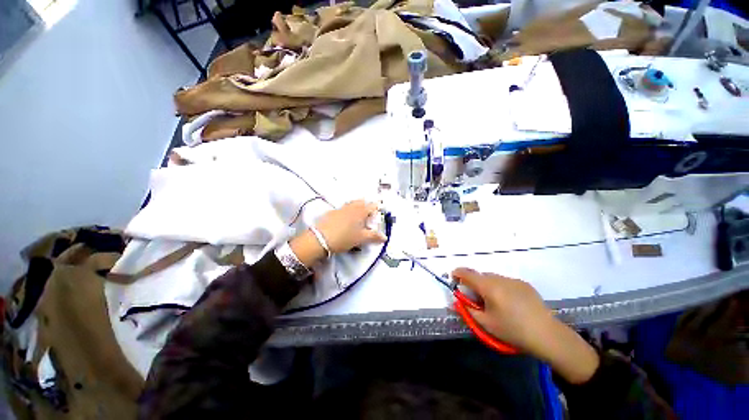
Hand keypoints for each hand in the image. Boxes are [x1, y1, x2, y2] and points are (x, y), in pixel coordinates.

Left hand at [290, 200, 385, 266]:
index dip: (377, 208)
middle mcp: (352, 207)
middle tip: (369, 213)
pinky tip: (345, 219)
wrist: (320, 238)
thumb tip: (385, 237)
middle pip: (362, 202)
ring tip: (358, 216)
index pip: (372, 206)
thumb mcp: (361, 239)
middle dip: (367, 205)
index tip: (379, 211)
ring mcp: (341, 208)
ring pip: (352, 203)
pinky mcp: (332, 212)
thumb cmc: (344, 237)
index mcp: (361, 211)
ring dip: (357, 206)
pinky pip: (344, 208)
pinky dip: (348, 210)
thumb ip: (374, 236)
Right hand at [451, 268, 599, 383]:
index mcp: (488, 286)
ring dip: (487, 285)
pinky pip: (506, 281)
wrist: (547, 335)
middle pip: (480, 275)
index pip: (467, 273)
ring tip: (494, 302)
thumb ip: (468, 310)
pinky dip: (500, 287)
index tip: (453, 278)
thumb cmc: (513, 330)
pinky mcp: (524, 284)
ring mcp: (514, 280)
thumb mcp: (486, 323)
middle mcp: (500, 278)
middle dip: (474, 283)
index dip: (457, 273)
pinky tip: (509, 303)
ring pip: (493, 278)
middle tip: (476, 298)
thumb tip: (455, 301)